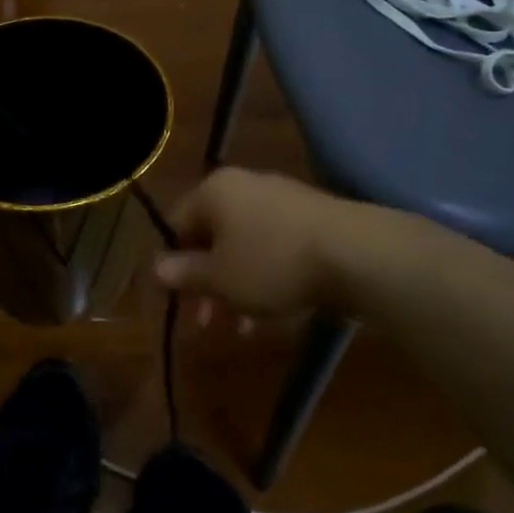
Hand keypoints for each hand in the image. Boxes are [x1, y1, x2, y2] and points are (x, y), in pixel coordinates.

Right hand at [155, 168, 361, 318]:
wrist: (357, 254)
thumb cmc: (272, 263)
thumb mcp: (220, 278)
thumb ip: (185, 273)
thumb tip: (156, 268)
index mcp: (214, 191)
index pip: (176, 223)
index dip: (172, 263)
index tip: (180, 300)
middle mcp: (243, 186)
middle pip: (211, 236)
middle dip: (207, 282)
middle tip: (209, 321)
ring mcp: (280, 198)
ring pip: (243, 245)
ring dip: (237, 286)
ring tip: (244, 326)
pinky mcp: (310, 217)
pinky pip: (273, 246)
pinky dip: (266, 275)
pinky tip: (274, 310)